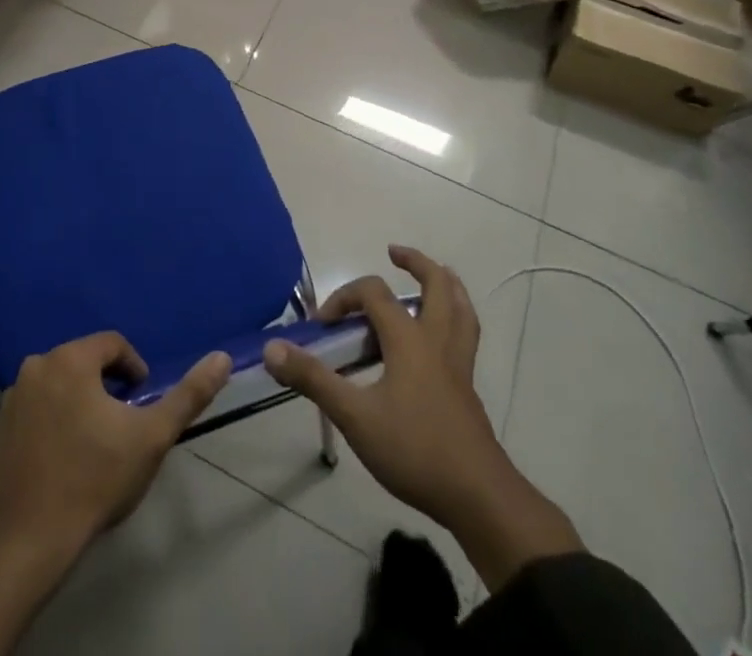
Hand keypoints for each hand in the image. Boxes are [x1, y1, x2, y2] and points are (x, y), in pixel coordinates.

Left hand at [0, 332, 231, 553]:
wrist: (26, 543)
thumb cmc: (93, 481)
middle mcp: (36, 366)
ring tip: (93, 444)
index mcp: (71, 359)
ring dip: (77, 402)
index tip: (142, 403)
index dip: (134, 369)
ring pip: (57, 386)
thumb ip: (188, 395)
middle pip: (83, 362)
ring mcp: (11, 398)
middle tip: (120, 425)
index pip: (113, 344)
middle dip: (105, 386)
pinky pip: (33, 411)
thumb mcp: (151, 438)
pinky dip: (50, 422)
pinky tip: (61, 460)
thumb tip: (222, 357)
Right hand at [263, 246, 580, 589]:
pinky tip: (439, 337)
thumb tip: (273, 349)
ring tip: (434, 276)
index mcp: (409, 339)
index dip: (344, 297)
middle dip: (416, 263)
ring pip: (462, 308)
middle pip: (437, 284)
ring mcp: (459, 364)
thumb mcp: (355, 417)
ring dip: (446, 284)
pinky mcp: (467, 388)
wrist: (478, 498)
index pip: (373, 293)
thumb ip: (314, 379)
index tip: (322, 324)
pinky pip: (465, 335)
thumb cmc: (414, 450)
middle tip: (394, 253)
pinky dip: (454, 318)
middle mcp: (437, 341)